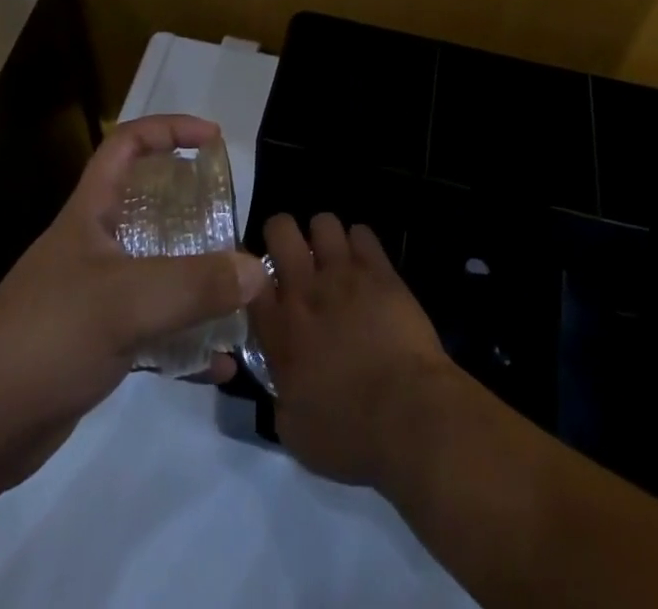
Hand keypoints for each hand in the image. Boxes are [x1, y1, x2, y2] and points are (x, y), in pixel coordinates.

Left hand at [0, 115, 268, 491]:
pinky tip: (219, 362)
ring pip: (158, 270)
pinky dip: (187, 340)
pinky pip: (155, 329)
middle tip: (233, 221)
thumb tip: (258, 269)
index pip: (127, 144)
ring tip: (239, 291)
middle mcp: (95, 246)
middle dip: (194, 208)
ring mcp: (96, 296)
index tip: (213, 139)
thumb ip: (194, 284)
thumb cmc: (46, 339)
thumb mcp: (124, 303)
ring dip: (197, 279)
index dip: (169, 130)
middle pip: (150, 206)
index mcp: (91, 214)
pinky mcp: (99, 344)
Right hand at [249, 212, 457, 487]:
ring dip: (324, 237)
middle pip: (281, 229)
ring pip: (324, 222)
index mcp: (278, 330)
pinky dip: (360, 243)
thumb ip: (280, 393)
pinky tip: (364, 264)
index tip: (259, 280)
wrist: (408, 416)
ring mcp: (344, 274)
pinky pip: (363, 233)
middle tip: (293, 256)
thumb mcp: (294, 430)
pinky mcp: (380, 271)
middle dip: (283, 234)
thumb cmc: (349, 435)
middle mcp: (304, 291)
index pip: (248, 277)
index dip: (251, 271)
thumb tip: (283, 378)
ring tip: (332, 258)